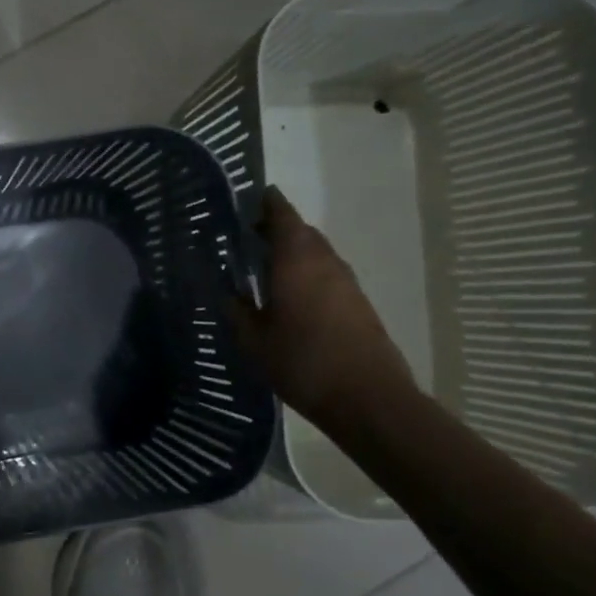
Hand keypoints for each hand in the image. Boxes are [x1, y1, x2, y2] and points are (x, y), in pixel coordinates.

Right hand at [230, 186, 412, 427]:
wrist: (367, 398)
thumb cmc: (302, 362)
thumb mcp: (253, 340)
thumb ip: (237, 311)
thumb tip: (228, 294)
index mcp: (296, 260)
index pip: (283, 215)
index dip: (267, 203)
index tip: (250, 198)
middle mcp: (325, 262)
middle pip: (301, 232)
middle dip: (277, 228)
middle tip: (248, 236)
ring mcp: (346, 282)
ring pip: (316, 253)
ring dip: (293, 252)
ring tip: (265, 265)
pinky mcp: (358, 304)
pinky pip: (327, 275)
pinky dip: (307, 273)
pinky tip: (290, 295)